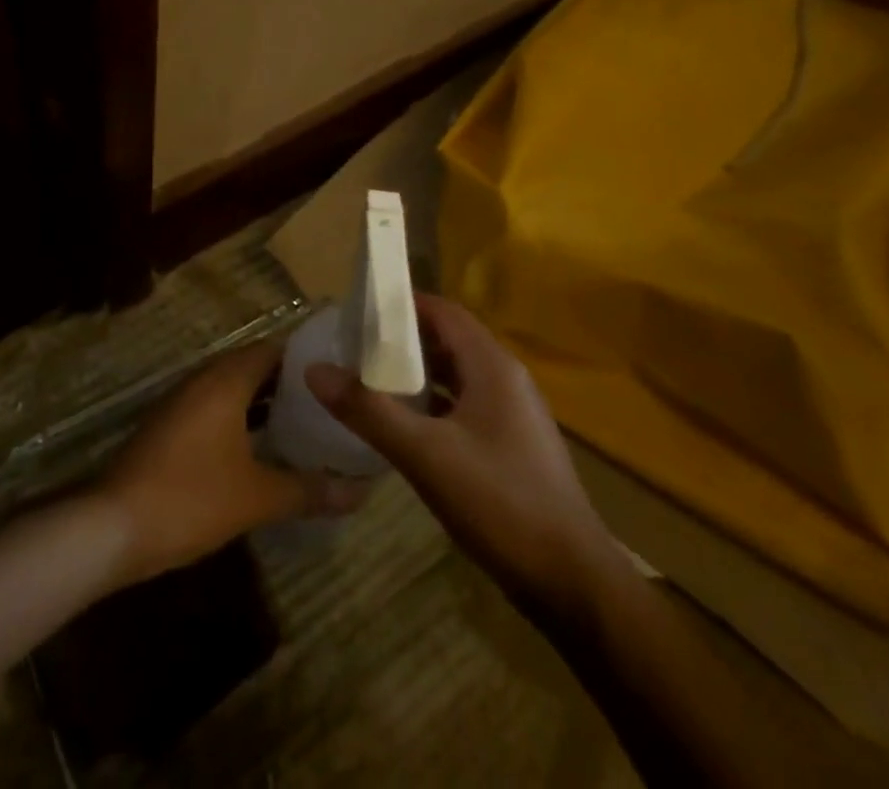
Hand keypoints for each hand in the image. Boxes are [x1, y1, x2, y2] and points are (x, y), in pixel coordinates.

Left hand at [97, 340, 366, 586]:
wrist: (115, 525)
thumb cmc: (191, 497)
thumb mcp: (257, 497)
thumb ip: (308, 490)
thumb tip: (360, 492)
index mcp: (224, 381)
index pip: (272, 350)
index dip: (305, 358)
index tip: (338, 371)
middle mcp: (202, 381)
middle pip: (252, 367)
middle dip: (289, 382)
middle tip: (330, 400)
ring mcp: (182, 403)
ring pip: (232, 390)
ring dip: (264, 402)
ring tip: (306, 422)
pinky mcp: (170, 428)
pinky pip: (215, 409)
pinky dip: (241, 419)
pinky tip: (263, 448)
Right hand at [306, 294, 612, 617]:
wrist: (574, 584)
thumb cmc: (501, 504)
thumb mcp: (425, 455)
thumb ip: (368, 411)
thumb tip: (314, 369)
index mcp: (492, 367)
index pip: (443, 311)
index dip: (401, 305)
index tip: (357, 310)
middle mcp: (506, 379)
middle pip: (448, 340)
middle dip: (401, 340)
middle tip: (354, 346)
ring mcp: (512, 414)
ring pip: (455, 375)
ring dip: (415, 373)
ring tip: (368, 380)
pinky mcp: (511, 445)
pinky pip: (464, 406)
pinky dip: (432, 403)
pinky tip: (403, 424)